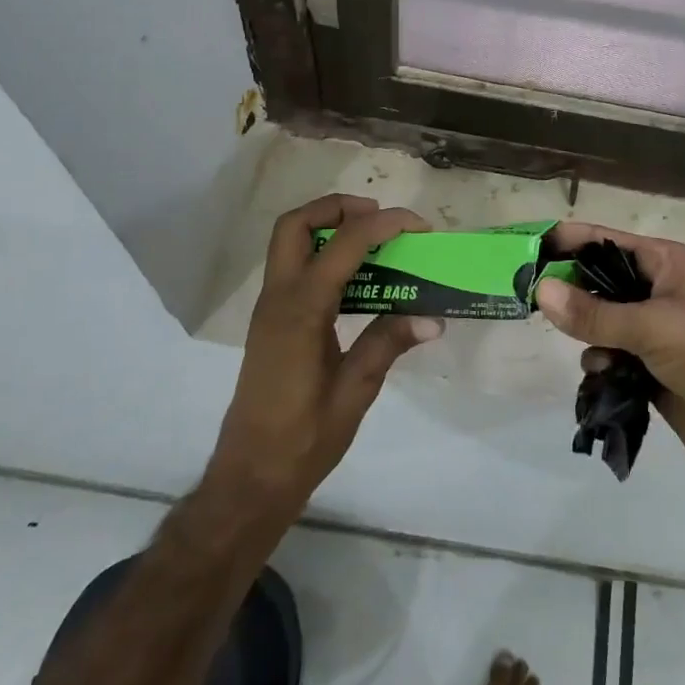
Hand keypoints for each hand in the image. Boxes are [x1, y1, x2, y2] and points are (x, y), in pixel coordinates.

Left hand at [210, 194, 441, 511]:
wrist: (250, 477)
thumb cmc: (302, 439)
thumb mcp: (355, 392)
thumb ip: (388, 345)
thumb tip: (434, 317)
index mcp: (301, 312)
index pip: (343, 245)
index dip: (383, 225)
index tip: (418, 226)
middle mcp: (278, 299)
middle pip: (296, 225)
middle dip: (338, 207)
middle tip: (380, 218)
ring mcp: (269, 309)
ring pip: (289, 242)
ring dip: (328, 227)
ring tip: (375, 242)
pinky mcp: (271, 322)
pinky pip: (294, 267)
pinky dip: (323, 254)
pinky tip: (357, 280)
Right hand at [536, 223, 684, 509]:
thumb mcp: (653, 326)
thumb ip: (594, 312)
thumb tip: (540, 290)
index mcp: (666, 263)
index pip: (606, 242)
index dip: (569, 242)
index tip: (527, 249)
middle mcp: (658, 291)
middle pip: (600, 282)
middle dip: (571, 292)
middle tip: (532, 302)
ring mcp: (655, 332)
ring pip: (601, 322)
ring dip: (589, 335)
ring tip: (591, 351)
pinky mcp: (651, 369)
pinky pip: (611, 356)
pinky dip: (601, 363)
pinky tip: (603, 376)